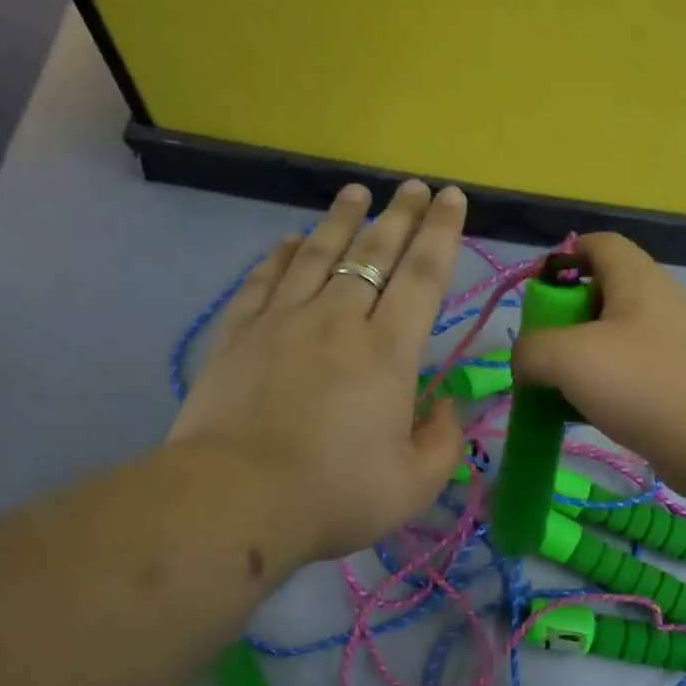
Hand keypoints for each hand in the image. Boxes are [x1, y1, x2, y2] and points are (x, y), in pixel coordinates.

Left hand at [167, 179, 468, 566]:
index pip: (423, 275)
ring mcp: (283, 321)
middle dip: (399, 215)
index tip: (451, 197)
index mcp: (388, 351)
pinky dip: (282, 255)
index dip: (441, 232)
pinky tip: (292, 240)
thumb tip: (447, 405)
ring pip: (318, 255)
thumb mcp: (413, 484)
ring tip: (355, 192)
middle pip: (374, 253)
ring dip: (340, 220)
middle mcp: (338, 320)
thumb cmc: (334, 494)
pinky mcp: (239, 334)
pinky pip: (264, 280)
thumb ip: (442, 440)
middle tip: (413, 186)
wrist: (235, 500)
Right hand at [510, 233, 685, 500]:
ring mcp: (676, 344)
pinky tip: (590, 415)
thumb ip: (532, 350)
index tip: (537, 298)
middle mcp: (660, 302)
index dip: (562, 259)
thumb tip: (526, 360)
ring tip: (559, 390)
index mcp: (636, 279)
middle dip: (565, 321)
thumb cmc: (644, 383)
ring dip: (583, 361)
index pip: (597, 244)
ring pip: (615, 340)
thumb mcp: (568, 358)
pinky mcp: (683, 383)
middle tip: (543, 354)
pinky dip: (607, 389)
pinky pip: (633, 375)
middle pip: (602, 294)